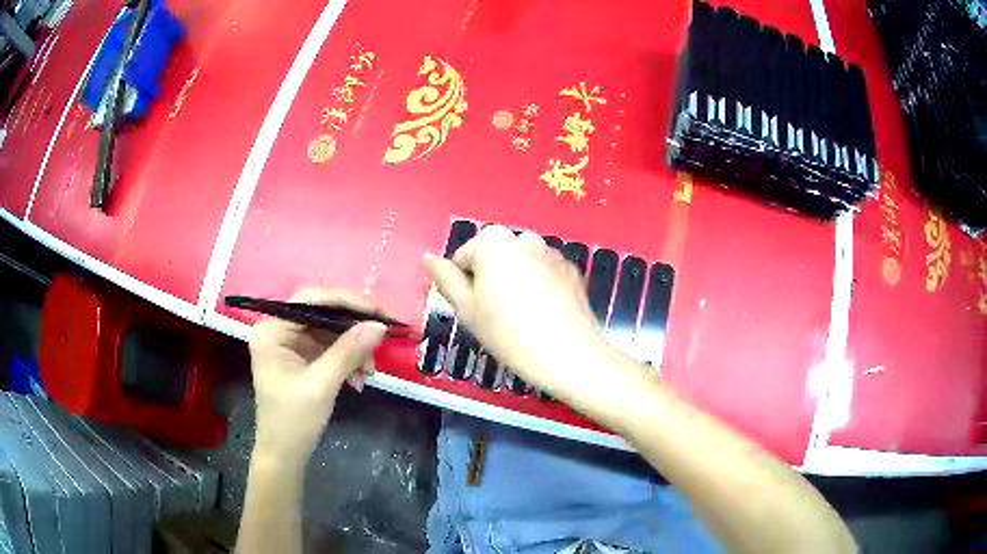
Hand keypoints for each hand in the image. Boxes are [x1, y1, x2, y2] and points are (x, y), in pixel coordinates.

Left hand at [247, 288, 385, 465]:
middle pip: (323, 314)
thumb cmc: (294, 420)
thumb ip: (348, 352)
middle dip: (353, 330)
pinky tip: (359, 379)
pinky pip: (331, 348)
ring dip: (354, 350)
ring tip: (368, 372)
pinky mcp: (303, 358)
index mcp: (272, 329)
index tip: (378, 310)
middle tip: (382, 336)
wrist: (285, 454)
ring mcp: (291, 344)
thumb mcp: (322, 384)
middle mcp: (279, 329)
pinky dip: (348, 361)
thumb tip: (379, 325)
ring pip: (331, 332)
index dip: (346, 300)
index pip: (310, 299)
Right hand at [423, 226, 647, 409]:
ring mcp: (552, 252)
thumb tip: (427, 259)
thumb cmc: (509, 334)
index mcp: (494, 242)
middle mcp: (525, 237)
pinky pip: (544, 272)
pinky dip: (539, 285)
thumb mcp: (467, 309)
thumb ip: (445, 279)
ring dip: (515, 280)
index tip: (475, 310)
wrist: (569, 355)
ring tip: (521, 316)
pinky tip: (543, 314)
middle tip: (495, 315)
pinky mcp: (571, 269)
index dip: (464, 285)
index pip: (464, 257)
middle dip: (490, 279)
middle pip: (494, 257)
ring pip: (520, 263)